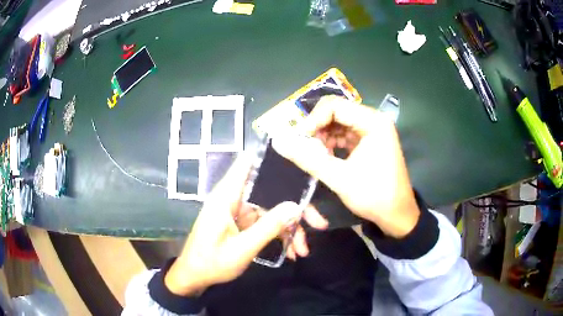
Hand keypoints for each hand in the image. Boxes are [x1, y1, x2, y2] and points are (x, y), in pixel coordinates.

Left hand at [165, 156, 327, 296]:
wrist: (194, 277)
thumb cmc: (211, 263)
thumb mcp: (242, 249)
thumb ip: (268, 227)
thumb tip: (296, 206)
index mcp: (227, 196)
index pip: (248, 163)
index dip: (272, 158)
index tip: (299, 162)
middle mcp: (235, 198)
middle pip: (271, 191)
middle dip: (295, 207)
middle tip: (318, 222)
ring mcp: (241, 211)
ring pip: (272, 209)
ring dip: (290, 228)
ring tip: (303, 250)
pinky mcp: (244, 223)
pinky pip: (267, 222)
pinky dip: (280, 235)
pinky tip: (292, 252)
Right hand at [273, 96, 419, 237]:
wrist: (397, 215)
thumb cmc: (374, 195)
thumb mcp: (339, 178)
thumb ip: (308, 159)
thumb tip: (279, 142)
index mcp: (373, 122)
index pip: (335, 106)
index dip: (313, 120)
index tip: (299, 139)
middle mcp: (374, 120)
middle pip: (337, 112)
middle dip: (318, 129)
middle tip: (306, 148)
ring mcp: (373, 131)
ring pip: (339, 124)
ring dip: (324, 137)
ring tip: (316, 156)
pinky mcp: (370, 141)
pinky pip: (345, 135)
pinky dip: (332, 144)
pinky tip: (325, 157)